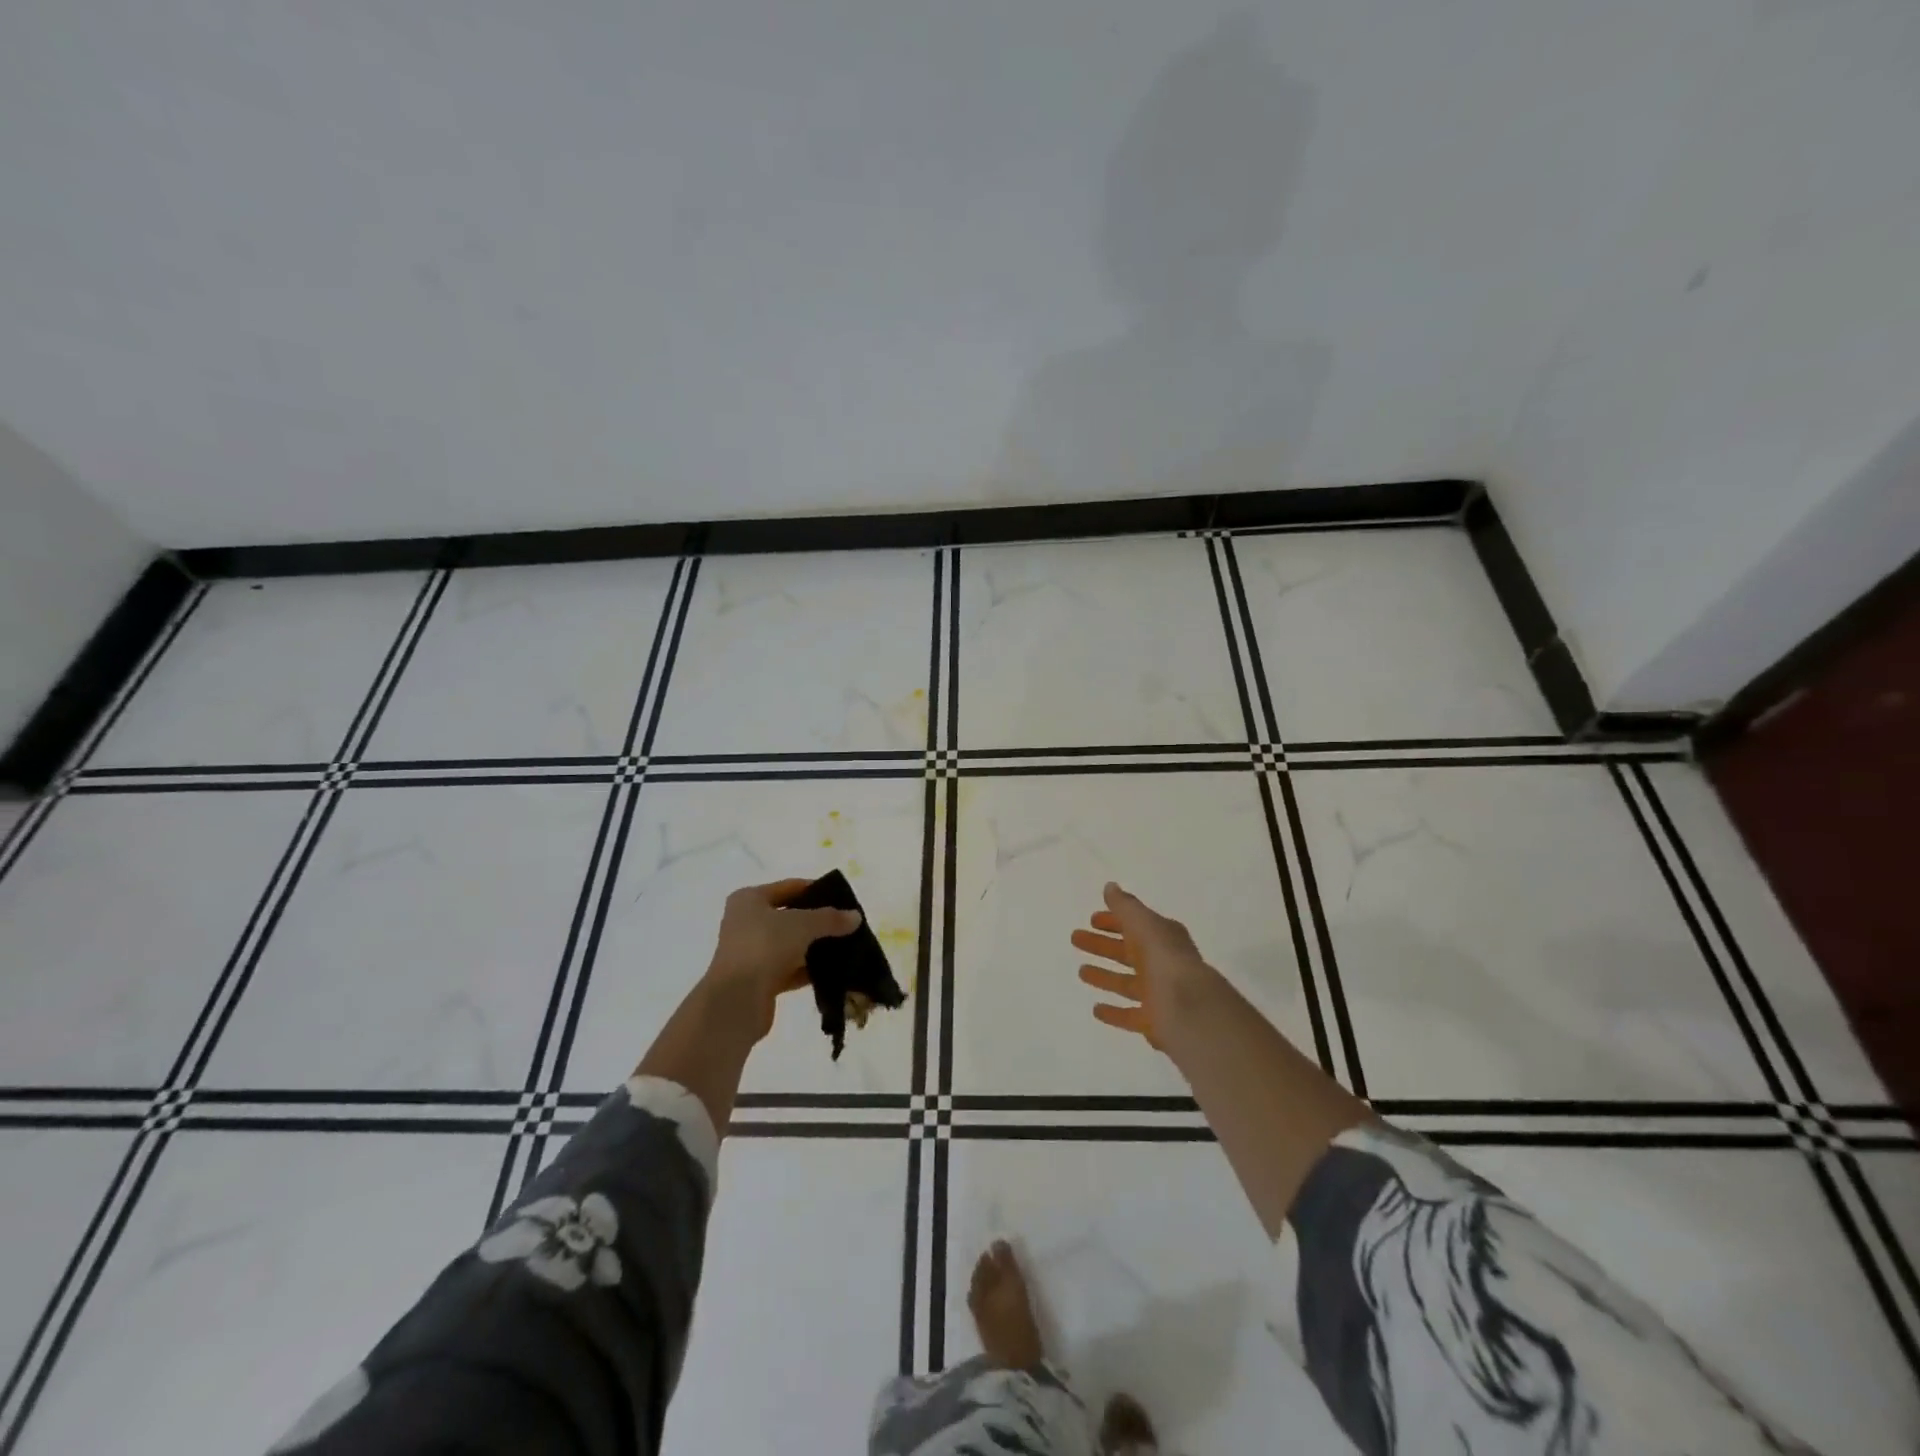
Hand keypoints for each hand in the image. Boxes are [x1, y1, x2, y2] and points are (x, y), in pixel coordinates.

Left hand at [702, 879, 861, 1041]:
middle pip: (791, 916)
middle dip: (819, 921)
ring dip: (816, 947)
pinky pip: (791, 969)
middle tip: (848, 924)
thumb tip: (856, 917)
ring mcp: (752, 953)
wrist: (737, 1000)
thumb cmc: (764, 947)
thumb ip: (830, 918)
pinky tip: (834, 971)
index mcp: (750, 899)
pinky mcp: (760, 980)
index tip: (844, 899)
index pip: (790, 887)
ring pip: (792, 944)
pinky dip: (810, 970)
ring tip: (847, 947)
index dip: (817, 890)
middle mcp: (747, 923)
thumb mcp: (802, 924)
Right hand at [1071, 882, 1219, 1049]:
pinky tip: (1097, 1009)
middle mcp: (1162, 963)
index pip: (1135, 925)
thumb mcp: (1143, 923)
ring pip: (1126, 982)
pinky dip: (1114, 1012)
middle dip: (1102, 945)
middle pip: (1128, 952)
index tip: (1091, 919)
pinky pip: (1130, 1014)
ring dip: (1105, 976)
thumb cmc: (1164, 959)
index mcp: (1163, 938)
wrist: (1189, 1008)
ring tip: (1081, 971)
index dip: (1114, 921)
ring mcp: (1160, 993)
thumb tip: (1110, 887)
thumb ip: (1125, 906)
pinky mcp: (1154, 1021)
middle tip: (1075, 938)